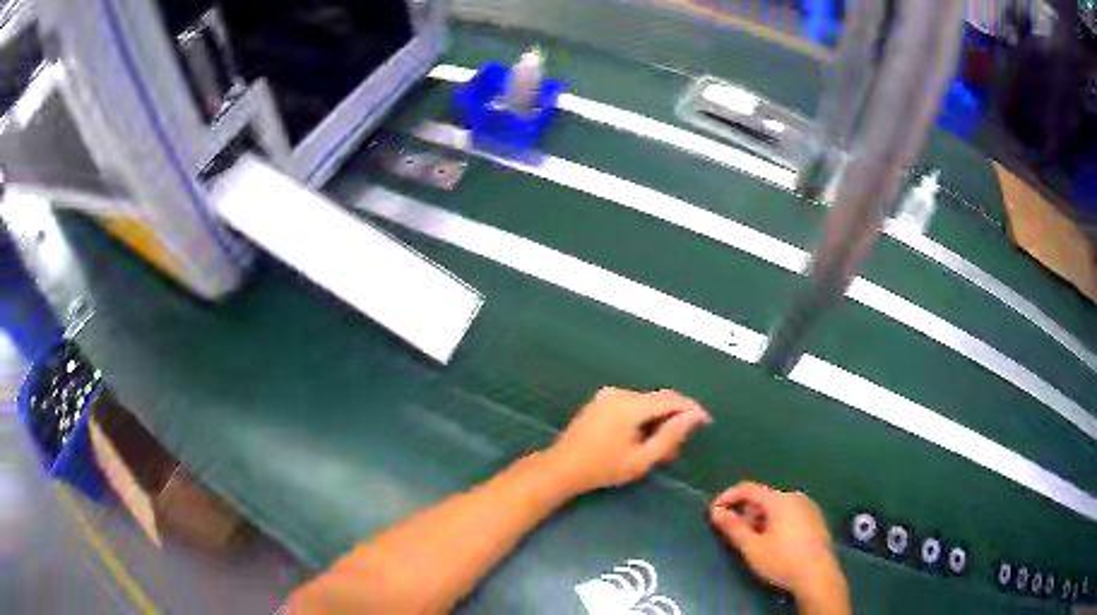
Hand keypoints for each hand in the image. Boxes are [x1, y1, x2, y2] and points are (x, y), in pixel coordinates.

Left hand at [543, 387, 710, 495]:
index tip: (706, 422)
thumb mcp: (641, 459)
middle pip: (657, 400)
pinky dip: (642, 419)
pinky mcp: (600, 402)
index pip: (670, 399)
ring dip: (657, 420)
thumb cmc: (602, 469)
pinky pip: (631, 405)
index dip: (690, 408)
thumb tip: (694, 416)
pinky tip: (642, 440)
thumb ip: (670, 436)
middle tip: (679, 445)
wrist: (561, 468)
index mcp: (629, 405)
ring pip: (645, 403)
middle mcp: (619, 393)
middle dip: (673, 419)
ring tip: (661, 448)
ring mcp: (607, 395)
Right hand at [710, 482, 847, 609]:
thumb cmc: (782, 560)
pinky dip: (776, 522)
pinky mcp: (815, 518)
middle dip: (746, 513)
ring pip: (776, 507)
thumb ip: (733, 527)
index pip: (748, 489)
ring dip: (760, 520)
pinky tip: (774, 543)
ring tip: (754, 542)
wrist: (817, 575)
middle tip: (736, 535)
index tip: (713, 512)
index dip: (728, 497)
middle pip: (763, 498)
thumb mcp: (752, 547)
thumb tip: (716, 511)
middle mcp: (795, 497)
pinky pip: (789, 513)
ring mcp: (808, 507)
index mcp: (779, 500)